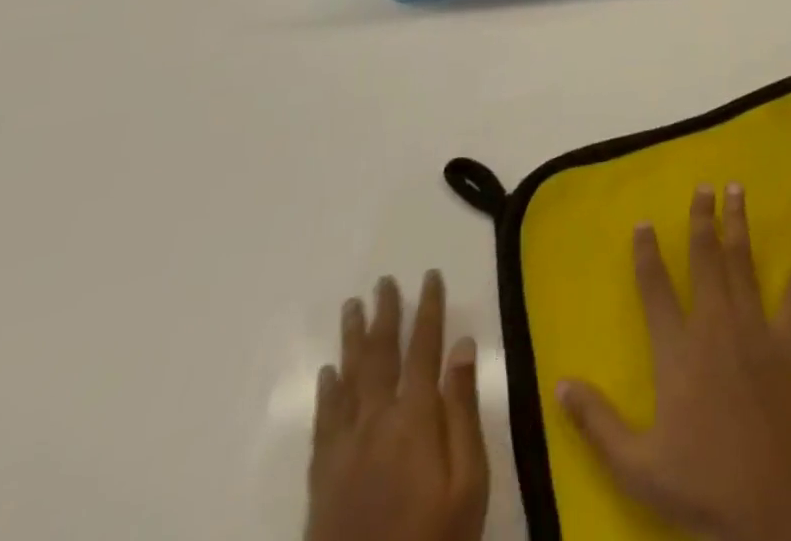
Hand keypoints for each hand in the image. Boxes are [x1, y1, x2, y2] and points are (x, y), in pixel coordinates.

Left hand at [306, 271, 488, 540]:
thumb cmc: (434, 540)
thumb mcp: (468, 482)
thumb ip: (462, 411)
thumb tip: (463, 345)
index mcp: (416, 417)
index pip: (424, 348)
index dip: (428, 309)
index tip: (430, 276)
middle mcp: (376, 421)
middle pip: (381, 356)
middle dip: (386, 315)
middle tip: (384, 281)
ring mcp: (345, 449)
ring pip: (348, 379)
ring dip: (353, 340)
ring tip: (353, 308)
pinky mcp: (322, 479)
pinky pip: (323, 421)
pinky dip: (327, 391)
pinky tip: (329, 372)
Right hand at [557, 184, 790, 540]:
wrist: (771, 507)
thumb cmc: (701, 485)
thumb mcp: (635, 465)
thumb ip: (596, 422)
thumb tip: (560, 383)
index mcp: (677, 350)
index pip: (655, 289)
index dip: (647, 254)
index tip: (643, 223)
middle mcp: (714, 324)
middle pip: (704, 259)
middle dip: (701, 220)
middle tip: (703, 186)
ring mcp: (754, 327)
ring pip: (743, 262)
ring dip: (739, 223)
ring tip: (737, 188)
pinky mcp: (788, 340)